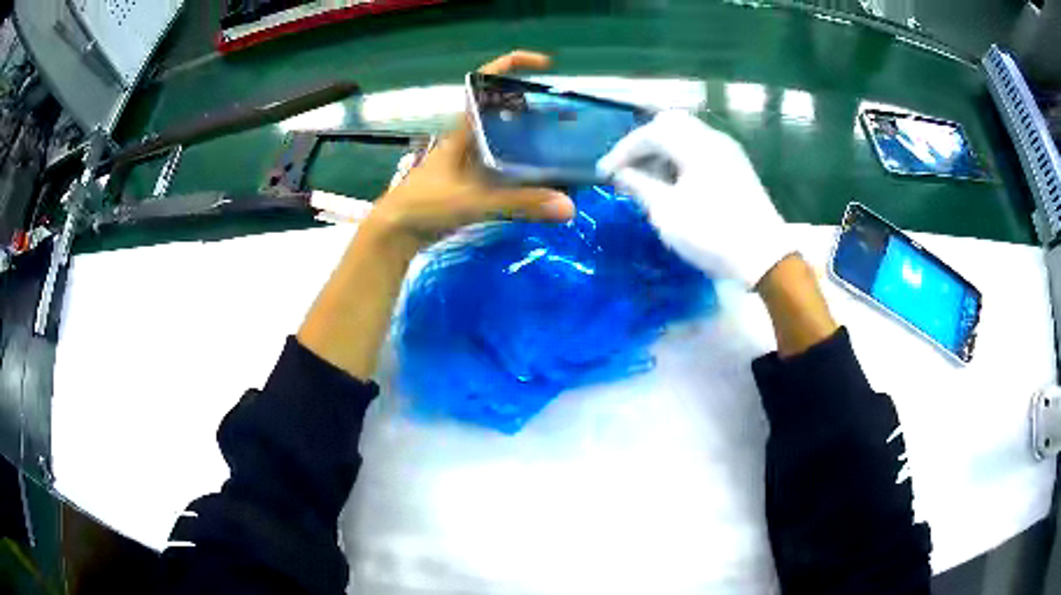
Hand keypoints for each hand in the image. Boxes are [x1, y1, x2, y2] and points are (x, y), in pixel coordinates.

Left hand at [368, 51, 574, 247]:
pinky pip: (505, 162)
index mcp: (466, 127)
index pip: (486, 82)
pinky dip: (525, 164)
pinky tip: (544, 177)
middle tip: (570, 116)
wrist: (396, 231)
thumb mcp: (474, 200)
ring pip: (506, 136)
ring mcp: (471, 158)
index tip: (546, 65)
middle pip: (505, 108)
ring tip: (566, 144)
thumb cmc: (427, 204)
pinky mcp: (471, 179)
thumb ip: (521, 202)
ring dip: (532, 136)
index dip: (513, 65)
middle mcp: (470, 136)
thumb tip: (569, 207)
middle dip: (536, 106)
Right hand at [598, 110, 793, 288]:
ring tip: (649, 180)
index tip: (604, 174)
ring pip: (688, 136)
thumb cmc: (712, 234)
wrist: (765, 258)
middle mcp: (713, 139)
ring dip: (664, 151)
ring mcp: (729, 152)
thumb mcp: (667, 213)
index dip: (622, 151)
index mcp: (695, 145)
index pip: (650, 133)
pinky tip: (675, 184)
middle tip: (629, 169)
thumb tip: (621, 174)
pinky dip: (682, 159)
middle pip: (670, 124)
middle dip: (644, 144)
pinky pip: (702, 150)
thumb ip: (640, 186)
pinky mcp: (737, 168)